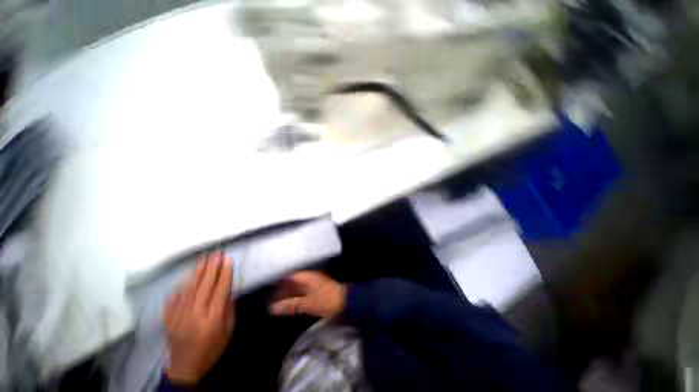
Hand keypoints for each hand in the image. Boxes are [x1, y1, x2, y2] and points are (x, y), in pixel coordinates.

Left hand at [163, 253, 234, 385]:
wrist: (185, 369)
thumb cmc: (212, 349)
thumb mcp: (228, 331)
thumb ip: (228, 310)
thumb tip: (229, 290)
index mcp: (212, 318)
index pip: (220, 290)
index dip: (225, 273)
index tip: (228, 260)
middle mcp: (194, 315)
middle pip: (204, 286)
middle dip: (211, 267)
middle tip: (217, 253)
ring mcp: (178, 316)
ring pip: (189, 289)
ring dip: (197, 272)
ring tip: (203, 258)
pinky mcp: (168, 319)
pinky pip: (174, 299)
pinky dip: (180, 286)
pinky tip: (186, 277)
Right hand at [269, 271, 346, 317]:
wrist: (344, 301)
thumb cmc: (326, 300)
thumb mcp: (307, 304)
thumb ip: (291, 305)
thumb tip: (272, 308)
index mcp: (306, 277)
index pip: (287, 277)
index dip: (277, 283)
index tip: (266, 291)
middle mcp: (308, 277)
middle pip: (290, 282)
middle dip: (280, 290)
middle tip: (268, 300)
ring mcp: (312, 283)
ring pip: (295, 287)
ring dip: (286, 294)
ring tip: (274, 303)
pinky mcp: (315, 289)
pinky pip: (300, 292)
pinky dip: (293, 297)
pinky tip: (288, 304)